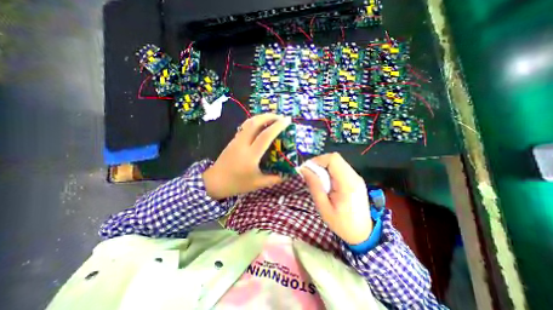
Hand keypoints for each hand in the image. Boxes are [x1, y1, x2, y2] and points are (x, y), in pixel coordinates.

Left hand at [202, 113, 289, 197]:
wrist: (214, 182)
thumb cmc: (237, 184)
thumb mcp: (258, 184)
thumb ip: (274, 179)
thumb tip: (288, 174)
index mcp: (251, 155)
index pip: (266, 136)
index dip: (278, 126)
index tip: (287, 120)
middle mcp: (243, 144)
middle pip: (255, 123)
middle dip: (269, 116)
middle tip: (281, 117)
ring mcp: (236, 140)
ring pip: (249, 122)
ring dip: (262, 117)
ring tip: (272, 118)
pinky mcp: (233, 140)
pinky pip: (245, 126)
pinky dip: (255, 122)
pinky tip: (260, 125)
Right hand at [301, 153, 372, 244]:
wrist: (363, 233)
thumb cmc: (341, 223)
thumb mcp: (323, 207)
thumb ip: (314, 186)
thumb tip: (303, 170)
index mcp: (348, 183)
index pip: (333, 159)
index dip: (318, 160)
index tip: (307, 170)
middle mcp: (354, 176)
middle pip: (335, 158)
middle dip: (319, 163)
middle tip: (311, 175)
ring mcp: (356, 177)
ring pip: (337, 162)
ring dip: (324, 167)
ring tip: (318, 180)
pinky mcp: (355, 179)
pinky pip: (340, 168)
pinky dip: (329, 171)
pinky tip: (326, 183)